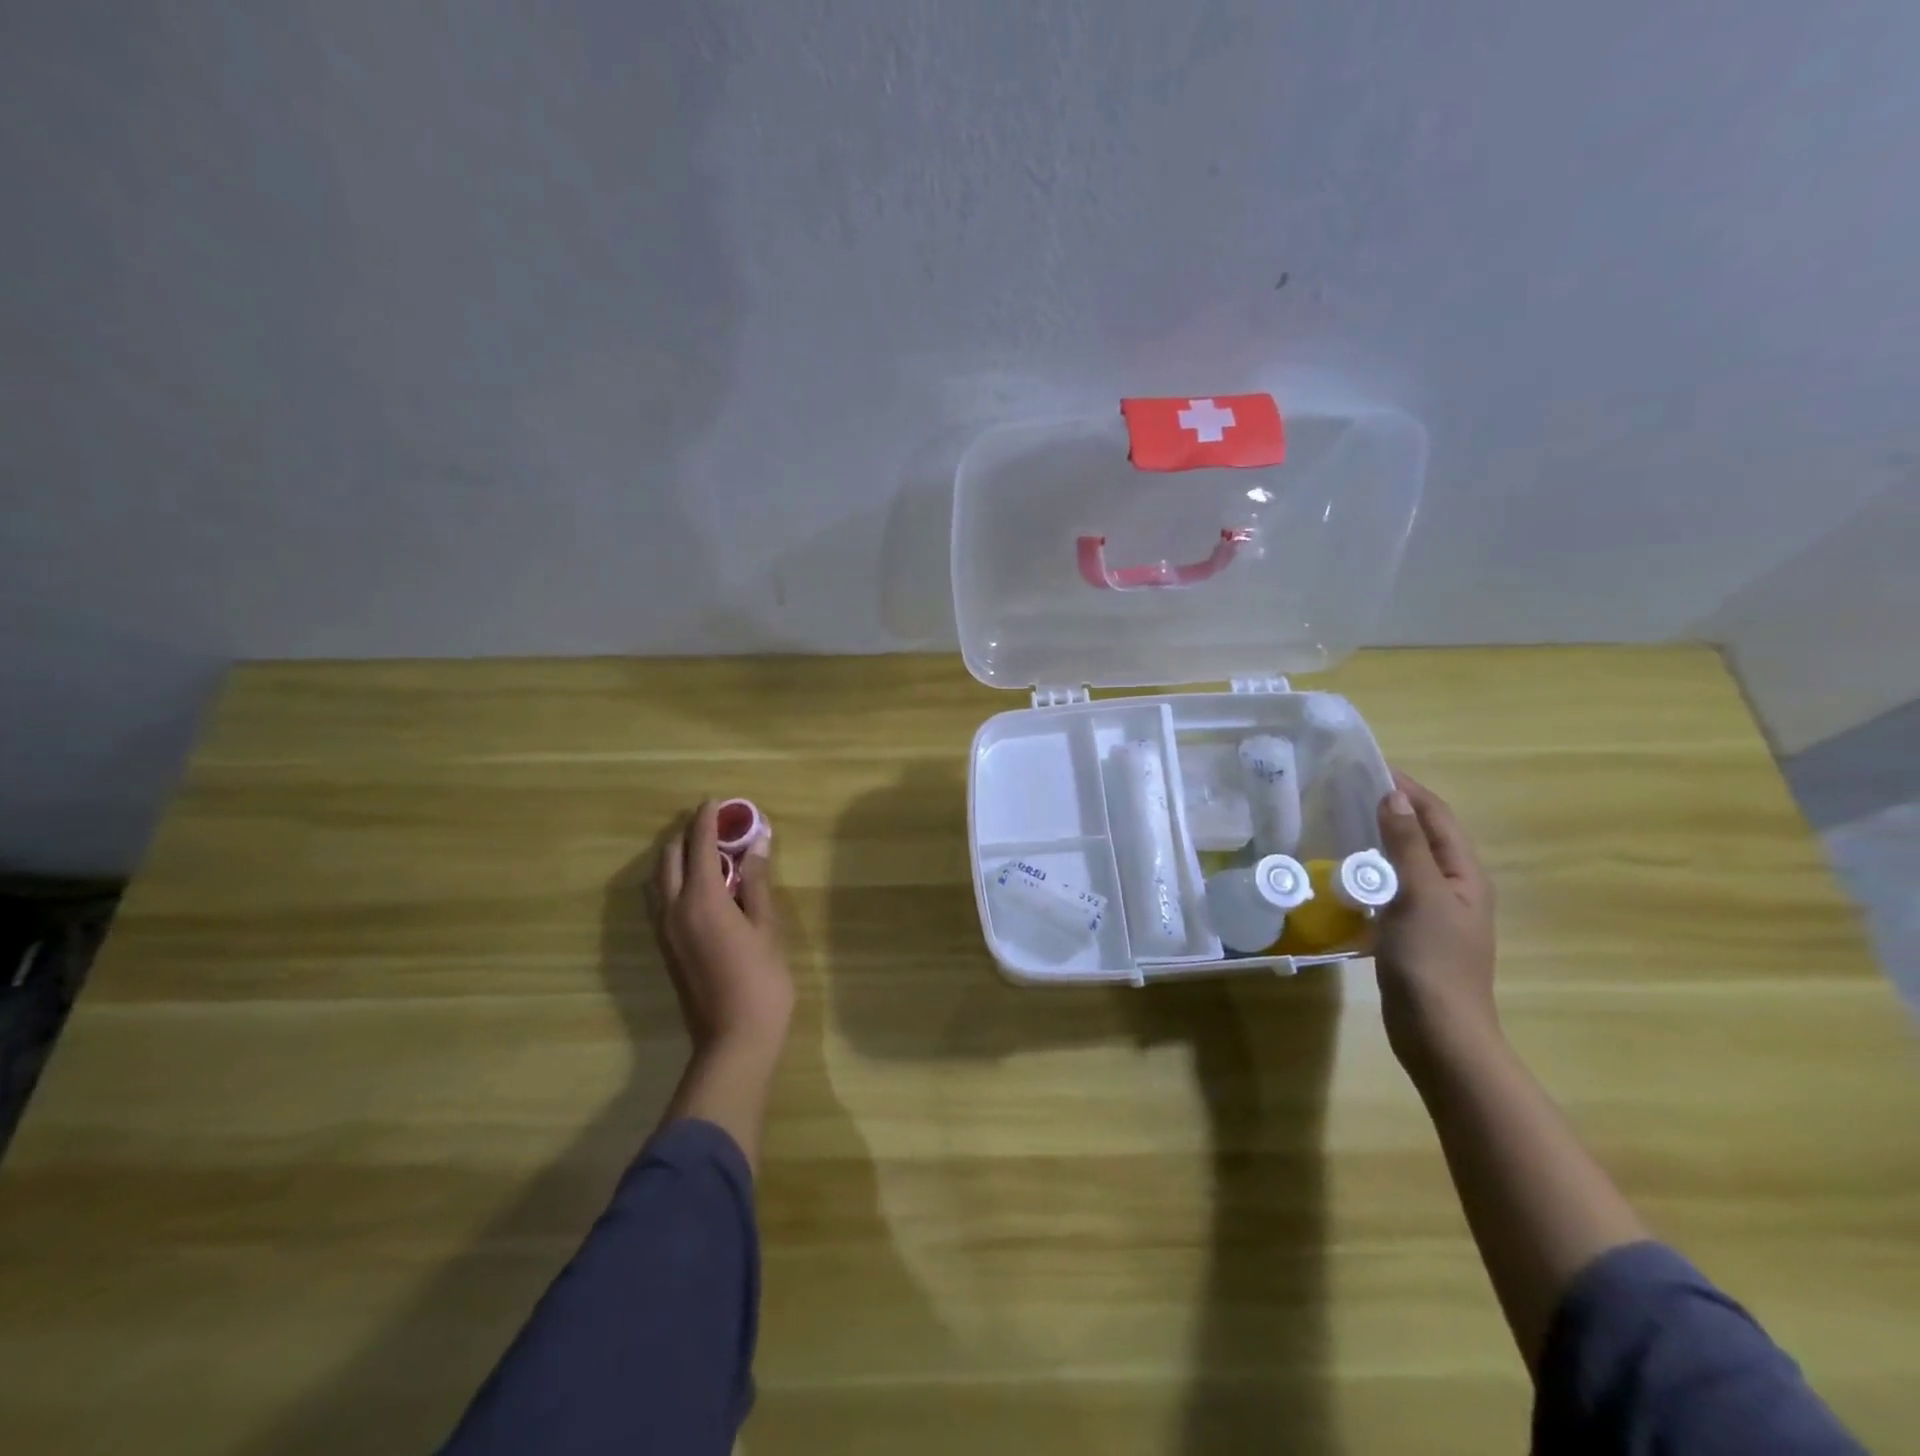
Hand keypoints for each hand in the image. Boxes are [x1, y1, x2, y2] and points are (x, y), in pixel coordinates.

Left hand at [651, 801, 793, 1060]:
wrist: (733, 1039)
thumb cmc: (761, 980)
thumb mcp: (767, 927)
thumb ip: (757, 883)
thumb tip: (757, 844)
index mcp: (702, 899)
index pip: (699, 845)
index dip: (708, 820)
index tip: (717, 801)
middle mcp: (673, 908)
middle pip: (670, 857)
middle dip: (688, 834)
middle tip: (715, 825)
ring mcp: (664, 930)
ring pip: (658, 879)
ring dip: (676, 857)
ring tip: (704, 851)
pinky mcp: (665, 947)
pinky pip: (659, 899)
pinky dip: (672, 879)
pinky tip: (697, 885)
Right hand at [1373, 771, 1498, 1074]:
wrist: (1438, 1032)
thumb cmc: (1432, 961)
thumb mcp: (1418, 895)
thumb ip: (1406, 845)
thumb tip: (1393, 796)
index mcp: (1464, 874)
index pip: (1437, 816)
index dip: (1407, 789)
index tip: (1368, 767)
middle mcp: (1453, 887)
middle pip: (1423, 835)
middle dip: (1391, 809)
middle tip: (1344, 791)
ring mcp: (1433, 912)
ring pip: (1405, 861)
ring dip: (1378, 839)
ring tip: (1339, 823)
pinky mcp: (1412, 932)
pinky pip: (1391, 888)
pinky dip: (1370, 872)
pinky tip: (1343, 874)